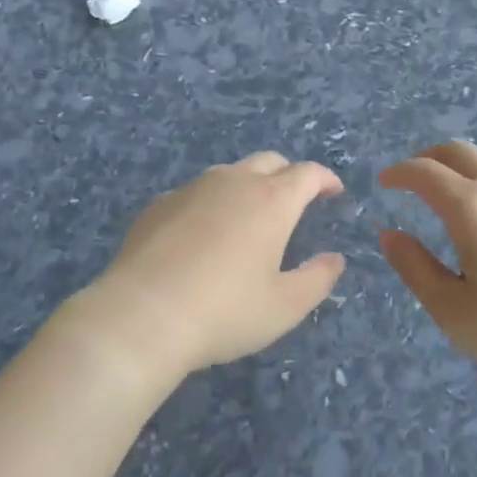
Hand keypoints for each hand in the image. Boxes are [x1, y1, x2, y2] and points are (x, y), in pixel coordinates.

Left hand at [74, 153, 346, 387]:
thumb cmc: (224, 311)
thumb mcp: (284, 307)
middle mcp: (233, 182)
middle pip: (269, 162)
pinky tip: (203, 234)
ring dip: (248, 186)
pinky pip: (196, 193)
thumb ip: (317, 279)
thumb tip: (334, 259)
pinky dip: (211, 203)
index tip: (333, 191)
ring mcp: (192, 189)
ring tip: (248, 217)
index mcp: (271, 201)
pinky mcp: (160, 204)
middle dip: (288, 175)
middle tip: (295, 200)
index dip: (325, 179)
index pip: (307, 174)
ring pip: (230, 173)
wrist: (142, 315)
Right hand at [379, 140, 476, 388]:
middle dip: (428, 157)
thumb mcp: (453, 311)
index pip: (425, 172)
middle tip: (411, 178)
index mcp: (470, 207)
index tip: (384, 182)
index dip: (399, 173)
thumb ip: (415, 268)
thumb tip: (391, 235)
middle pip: (458, 152)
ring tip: (448, 204)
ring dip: (460, 173)